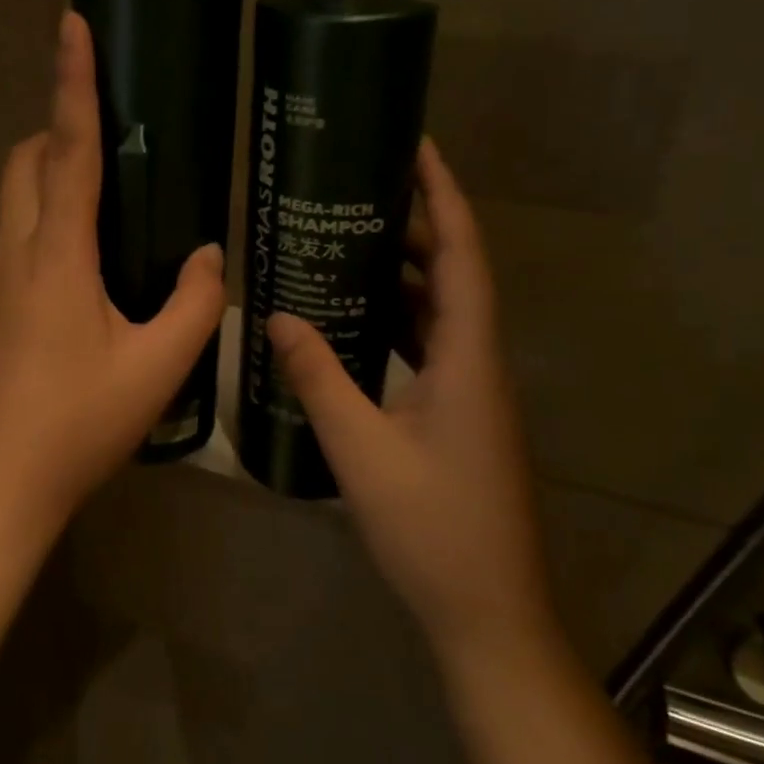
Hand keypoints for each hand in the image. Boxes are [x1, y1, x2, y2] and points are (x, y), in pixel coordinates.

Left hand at [0, 12, 225, 528]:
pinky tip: (71, 296)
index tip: (70, 24)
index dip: (72, 82)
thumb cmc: (77, 426)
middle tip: (108, 155)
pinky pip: (6, 250)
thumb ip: (194, 305)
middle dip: (57, 136)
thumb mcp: (156, 369)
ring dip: (48, 190)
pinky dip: (37, 239)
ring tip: (102, 230)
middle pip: (24, 163)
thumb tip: (208, 255)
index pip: (67, 149)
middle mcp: (10, 254)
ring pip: (11, 206)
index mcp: (56, 256)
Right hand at [268, 139, 554, 665]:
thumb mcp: (361, 449)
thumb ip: (319, 378)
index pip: (462, 256)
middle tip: (359, 190)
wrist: (488, 615)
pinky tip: (357, 318)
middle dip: (415, 224)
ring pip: (441, 311)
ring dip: (405, 272)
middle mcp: (477, 363)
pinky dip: (398, 318)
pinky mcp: (458, 415)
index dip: (444, 197)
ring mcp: (471, 392)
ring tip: (350, 240)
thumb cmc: (432, 529)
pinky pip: (429, 345)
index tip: (418, 148)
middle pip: (453, 274)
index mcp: (467, 359)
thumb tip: (275, 315)